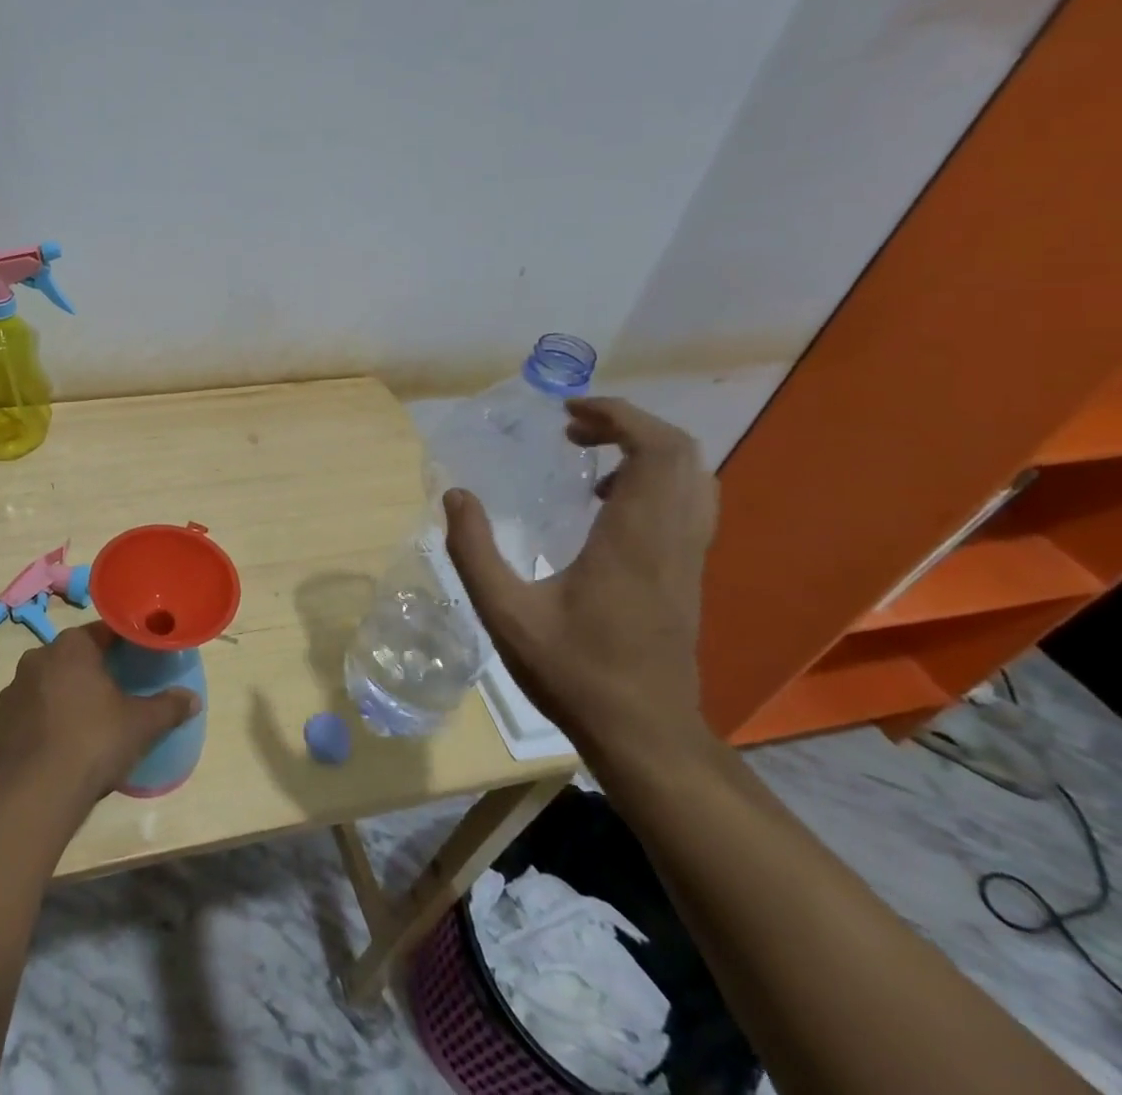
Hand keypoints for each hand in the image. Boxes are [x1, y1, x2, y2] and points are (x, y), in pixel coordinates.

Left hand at [0, 623, 200, 807]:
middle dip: (93, 672)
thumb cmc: (92, 742)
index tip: (138, 660)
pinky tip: (57, 748)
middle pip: (74, 657)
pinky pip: (28, 714)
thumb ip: (168, 707)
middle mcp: (37, 657)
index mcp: (72, 646)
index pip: (104, 632)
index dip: (124, 645)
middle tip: (116, 695)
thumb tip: (193, 699)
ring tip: (85, 726)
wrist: (31, 794)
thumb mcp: (140, 725)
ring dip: (64, 697)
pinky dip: (43, 723)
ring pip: (48, 684)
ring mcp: (12, 690)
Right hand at [443, 396, 716, 760]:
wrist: (645, 735)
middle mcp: (672, 538)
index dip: (618, 415)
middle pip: (681, 453)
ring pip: (692, 477)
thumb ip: (474, 550)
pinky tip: (605, 503)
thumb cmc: (573, 672)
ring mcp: (688, 557)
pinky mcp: (688, 574)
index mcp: (634, 539)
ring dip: (645, 449)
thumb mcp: (504, 612)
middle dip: (629, 424)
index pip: (655, 449)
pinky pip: (687, 502)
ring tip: (589, 454)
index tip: (569, 411)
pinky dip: (653, 479)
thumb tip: (454, 496)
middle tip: (573, 428)